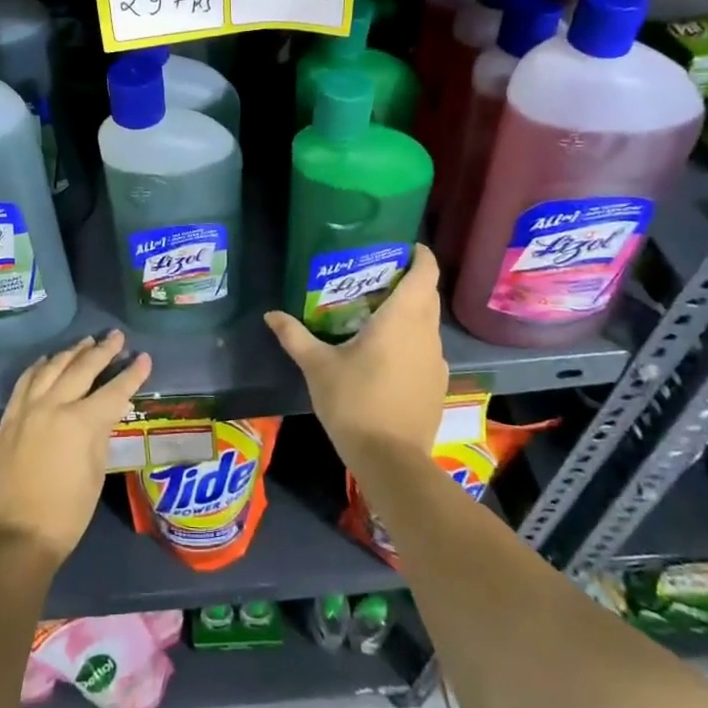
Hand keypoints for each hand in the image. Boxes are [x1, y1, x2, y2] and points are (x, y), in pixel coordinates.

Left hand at [0, 331, 150, 568]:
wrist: (15, 536)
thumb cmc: (67, 513)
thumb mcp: (96, 473)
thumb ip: (102, 433)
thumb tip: (110, 409)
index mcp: (81, 422)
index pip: (114, 390)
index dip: (132, 374)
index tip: (145, 357)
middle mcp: (54, 405)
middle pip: (82, 368)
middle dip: (102, 350)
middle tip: (116, 336)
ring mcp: (27, 408)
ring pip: (52, 367)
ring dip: (71, 352)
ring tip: (86, 341)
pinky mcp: (9, 417)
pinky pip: (26, 380)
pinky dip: (40, 366)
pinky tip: (48, 360)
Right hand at [265, 244, 447, 469]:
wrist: (391, 461)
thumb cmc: (354, 402)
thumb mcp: (317, 366)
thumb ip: (295, 336)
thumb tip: (271, 314)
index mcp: (402, 319)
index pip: (425, 272)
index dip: (419, 254)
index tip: (402, 246)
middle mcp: (426, 333)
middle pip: (427, 294)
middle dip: (408, 280)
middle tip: (375, 277)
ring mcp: (436, 360)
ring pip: (427, 323)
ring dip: (409, 312)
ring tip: (376, 313)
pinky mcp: (437, 384)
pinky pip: (426, 348)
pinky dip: (411, 339)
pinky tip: (385, 354)